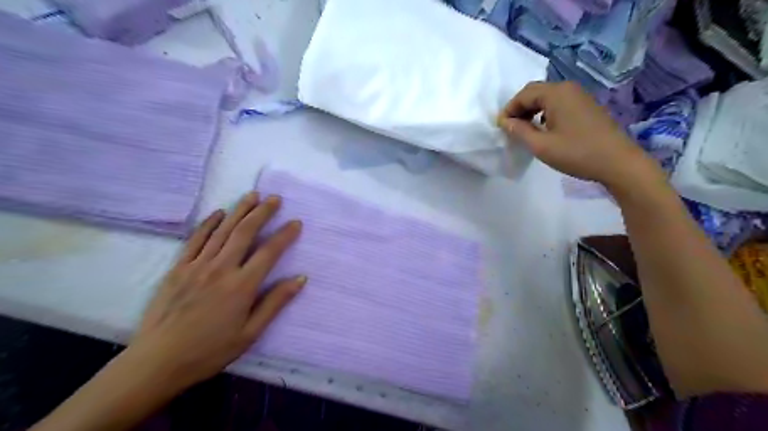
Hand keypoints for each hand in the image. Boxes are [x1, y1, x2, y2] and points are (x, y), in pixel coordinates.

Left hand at [128, 194, 302, 389]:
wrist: (158, 362)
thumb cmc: (210, 351)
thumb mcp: (250, 333)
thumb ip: (275, 303)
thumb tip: (300, 279)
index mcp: (242, 286)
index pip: (269, 252)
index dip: (285, 235)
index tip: (296, 223)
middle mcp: (221, 269)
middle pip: (245, 232)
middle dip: (262, 212)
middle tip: (274, 198)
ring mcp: (197, 266)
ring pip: (222, 230)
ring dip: (239, 211)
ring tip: (252, 195)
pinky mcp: (178, 268)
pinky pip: (196, 239)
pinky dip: (208, 224)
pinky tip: (218, 213)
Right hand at [502, 81, 656, 188]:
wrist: (617, 162)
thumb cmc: (576, 153)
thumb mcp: (541, 146)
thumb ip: (519, 131)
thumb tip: (505, 122)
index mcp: (556, 94)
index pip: (524, 94)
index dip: (509, 109)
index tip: (501, 127)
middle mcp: (568, 89)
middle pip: (536, 91)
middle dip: (520, 107)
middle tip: (511, 127)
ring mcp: (580, 96)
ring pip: (547, 97)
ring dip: (532, 110)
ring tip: (525, 129)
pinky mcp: (587, 106)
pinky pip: (559, 103)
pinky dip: (545, 112)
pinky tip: (544, 128)